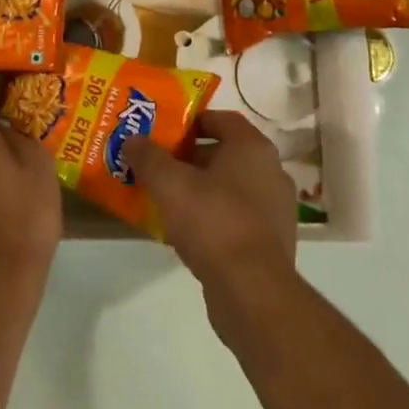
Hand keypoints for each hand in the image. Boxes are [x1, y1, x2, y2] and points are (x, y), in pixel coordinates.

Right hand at [126, 112, 296, 344]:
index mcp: (253, 148)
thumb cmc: (213, 221)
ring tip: (167, 199)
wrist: (252, 290)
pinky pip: (237, 217)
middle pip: (226, 153)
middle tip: (159, 166)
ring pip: (231, 187)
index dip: (192, 121)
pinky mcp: (272, 241)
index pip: (223, 119)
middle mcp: (271, 171)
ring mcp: (276, 209)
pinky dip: (214, 217)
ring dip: (202, 189)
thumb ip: (149, 157)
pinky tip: (187, 232)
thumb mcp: (169, 184)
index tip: (165, 132)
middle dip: (191, 158)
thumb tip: (132, 139)